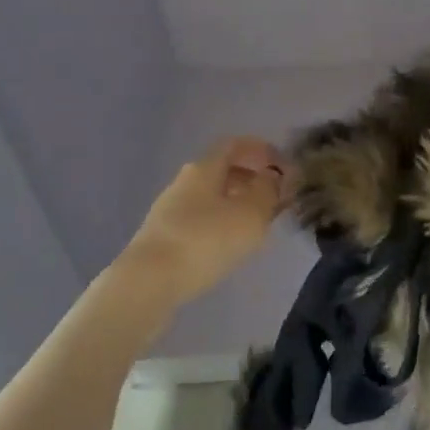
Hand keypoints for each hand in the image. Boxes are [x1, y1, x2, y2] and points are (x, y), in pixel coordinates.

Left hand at [118, 138, 290, 307]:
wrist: (147, 284)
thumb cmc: (205, 240)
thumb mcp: (250, 214)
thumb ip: (268, 191)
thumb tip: (272, 176)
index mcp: (205, 167)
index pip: (235, 144)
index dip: (261, 149)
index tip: (282, 165)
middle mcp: (185, 181)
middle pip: (222, 170)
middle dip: (251, 180)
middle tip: (274, 198)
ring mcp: (169, 210)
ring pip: (211, 197)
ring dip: (236, 204)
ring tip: (257, 225)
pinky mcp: (162, 238)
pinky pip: (199, 220)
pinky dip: (219, 225)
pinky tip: (229, 246)